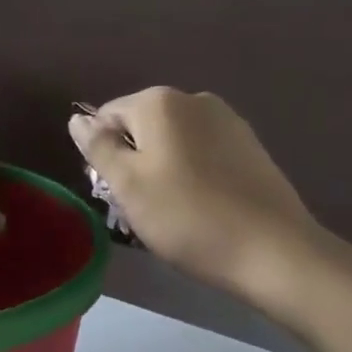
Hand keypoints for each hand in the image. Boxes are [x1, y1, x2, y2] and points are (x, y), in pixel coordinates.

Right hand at [70, 89, 329, 301]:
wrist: (275, 252)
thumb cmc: (188, 216)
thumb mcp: (127, 185)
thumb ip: (97, 146)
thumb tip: (76, 120)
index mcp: (159, 101)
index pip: (107, 117)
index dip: (102, 155)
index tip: (113, 194)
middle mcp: (193, 99)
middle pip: (141, 127)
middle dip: (133, 162)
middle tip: (140, 209)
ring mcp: (227, 121)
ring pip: (173, 141)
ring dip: (162, 170)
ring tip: (172, 213)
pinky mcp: (250, 146)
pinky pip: (203, 153)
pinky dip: (193, 174)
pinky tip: (202, 209)